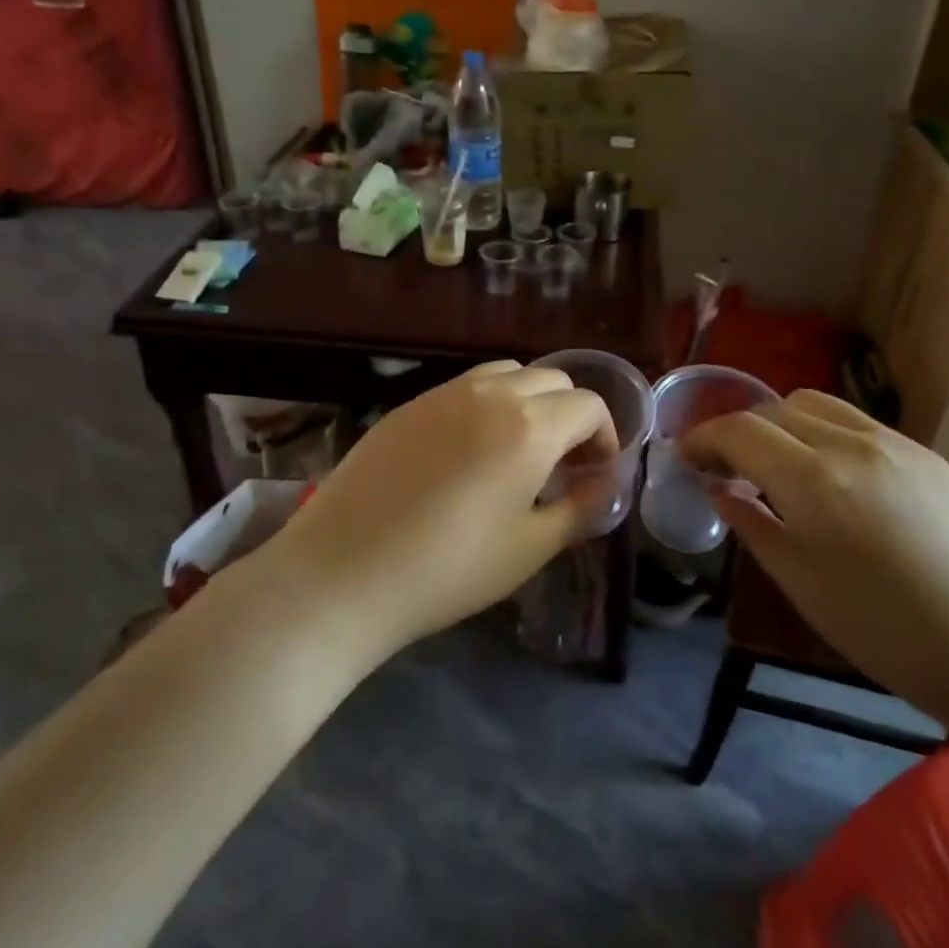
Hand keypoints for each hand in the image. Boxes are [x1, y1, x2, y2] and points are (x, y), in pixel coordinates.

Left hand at [255, 361, 617, 653]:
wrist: (342, 573)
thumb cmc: (449, 569)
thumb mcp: (530, 548)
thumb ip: (580, 509)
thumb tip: (606, 485)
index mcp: (530, 426)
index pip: (589, 406)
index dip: (604, 437)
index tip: (595, 474)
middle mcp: (490, 393)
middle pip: (552, 380)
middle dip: (570, 415)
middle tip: (561, 464)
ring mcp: (443, 394)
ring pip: (507, 374)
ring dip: (529, 401)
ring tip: (516, 451)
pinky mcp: (407, 405)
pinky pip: (464, 387)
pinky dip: (487, 404)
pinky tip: (467, 453)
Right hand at [679, 390, 948, 732]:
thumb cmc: (890, 634)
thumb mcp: (804, 586)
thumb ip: (754, 527)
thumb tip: (721, 490)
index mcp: (815, 481)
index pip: (740, 431)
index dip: (703, 437)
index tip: (685, 457)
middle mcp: (852, 444)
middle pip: (775, 408)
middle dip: (739, 430)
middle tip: (724, 467)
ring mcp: (896, 443)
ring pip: (816, 404)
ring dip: (781, 423)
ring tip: (775, 465)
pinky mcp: (927, 453)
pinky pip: (857, 422)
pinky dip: (822, 433)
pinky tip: (830, 476)